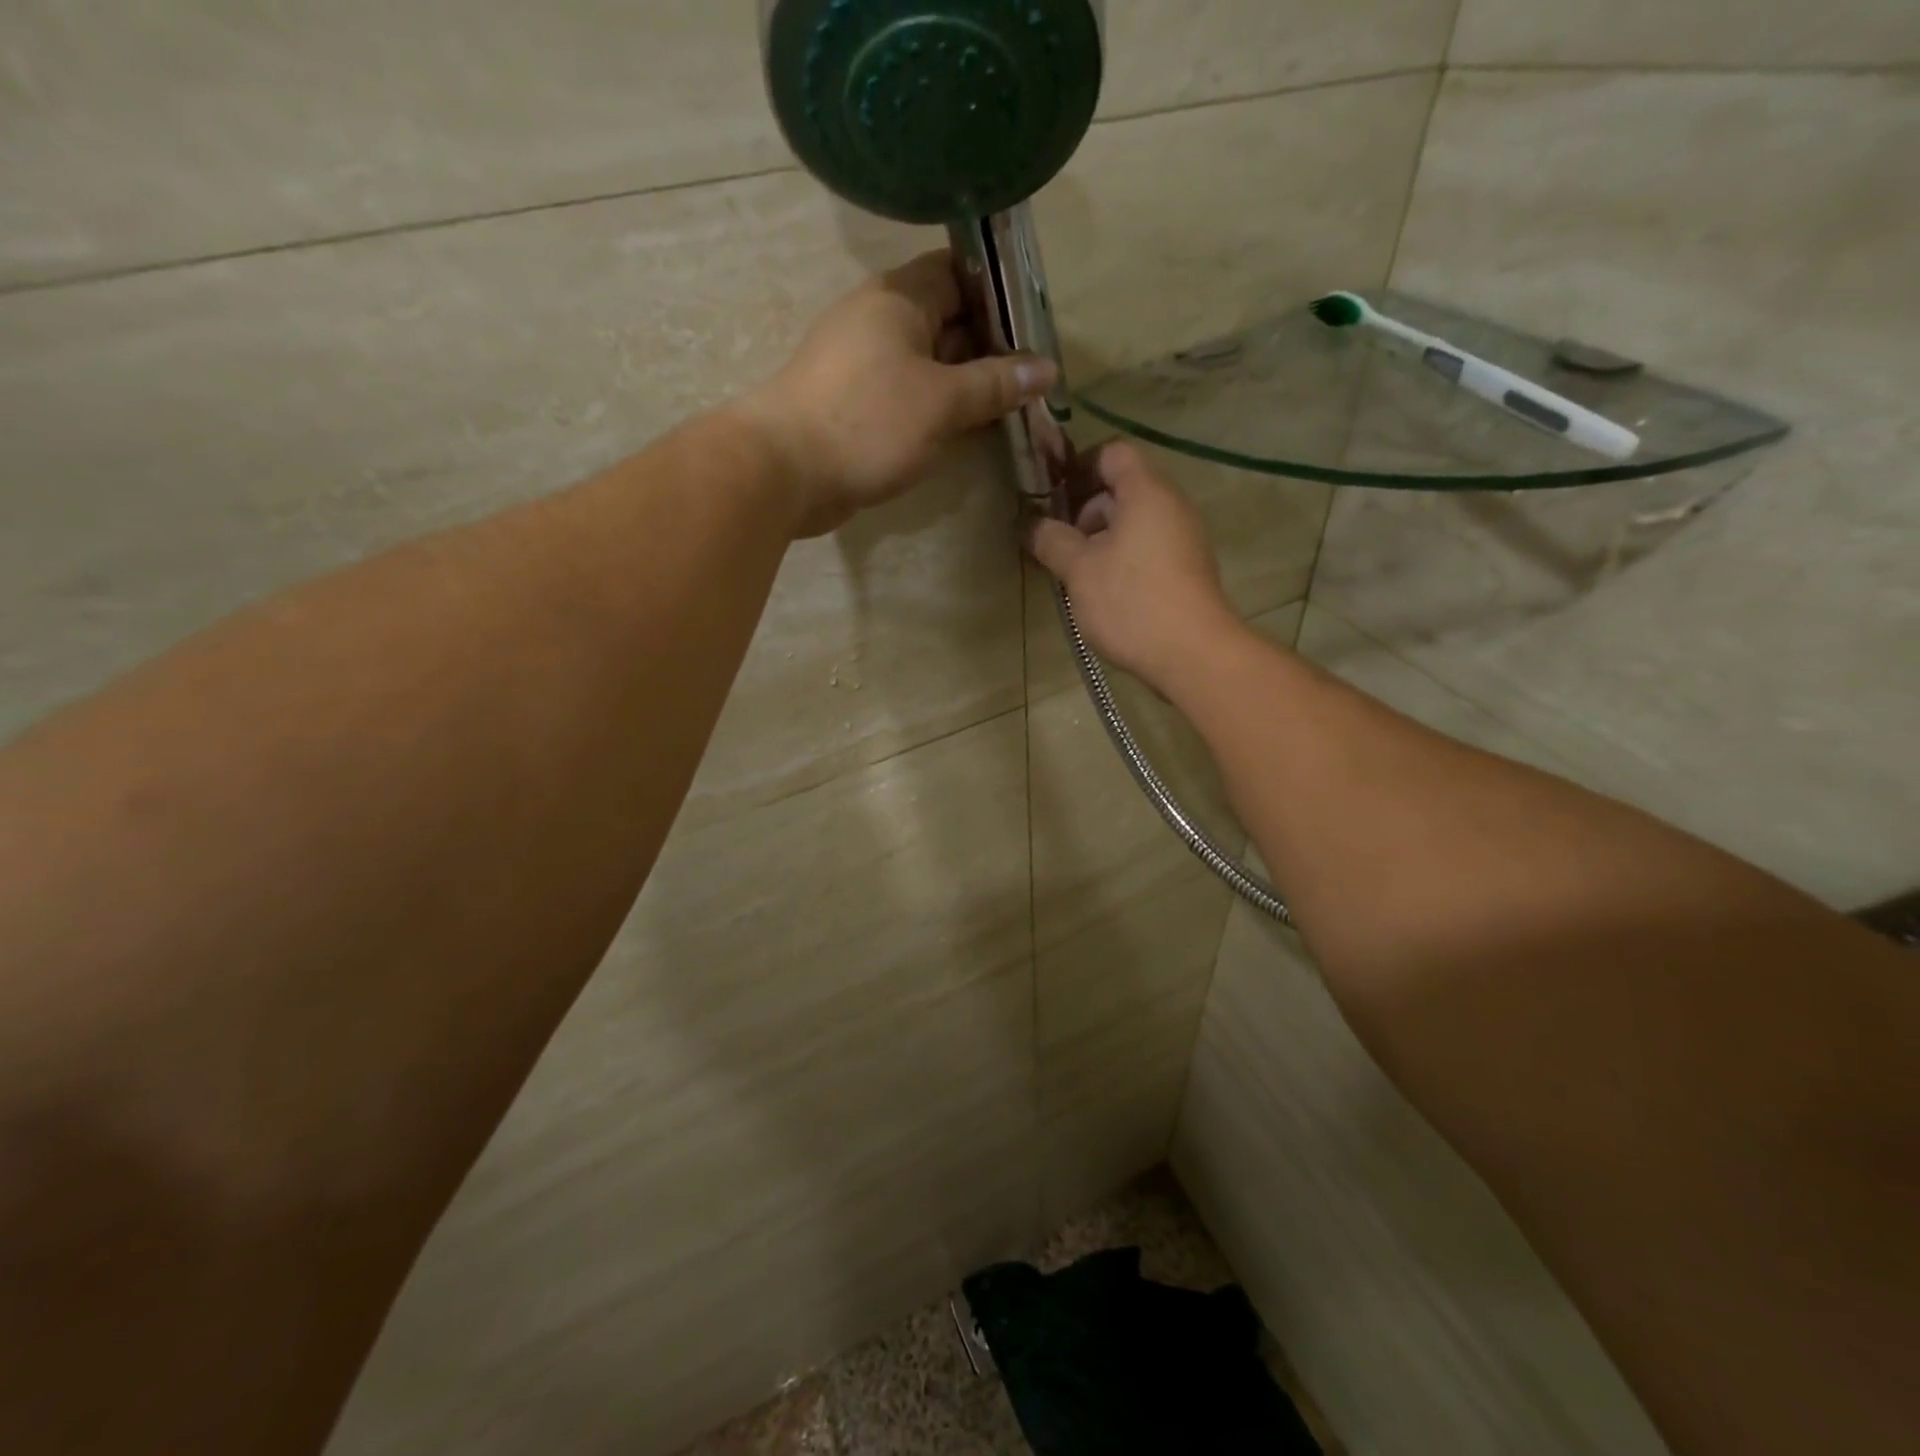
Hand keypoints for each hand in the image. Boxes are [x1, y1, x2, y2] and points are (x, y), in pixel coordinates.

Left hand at [736, 250, 1056, 537]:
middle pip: (947, 321)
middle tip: (1035, 377)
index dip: (999, 293)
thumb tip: (1045, 369)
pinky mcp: (855, 408)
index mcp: (898, 299)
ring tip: (1013, 407)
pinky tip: (968, 431)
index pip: (958, 273)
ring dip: (967, 385)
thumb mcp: (942, 401)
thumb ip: (995, 384)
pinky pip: (909, 398)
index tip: (1036, 322)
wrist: (785, 472)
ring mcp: (864, 367)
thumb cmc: (868, 422)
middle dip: (991, 347)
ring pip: (929, 366)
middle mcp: (879, 323)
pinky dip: (939, 410)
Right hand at [1026, 444, 1244, 694]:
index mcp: (1146, 491)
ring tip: (1074, 574)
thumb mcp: (1079, 570)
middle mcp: (1171, 505)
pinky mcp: (1187, 569)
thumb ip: (1051, 540)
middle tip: (1057, 544)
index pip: (1111, 453)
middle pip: (1122, 489)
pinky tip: (1101, 592)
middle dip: (1083, 511)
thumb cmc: (1131, 602)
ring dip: (1099, 540)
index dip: (1077, 467)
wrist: (1193, 655)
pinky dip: (1121, 558)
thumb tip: (1031, 524)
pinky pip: (1148, 547)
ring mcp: (1183, 538)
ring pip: (1133, 522)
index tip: (1051, 498)